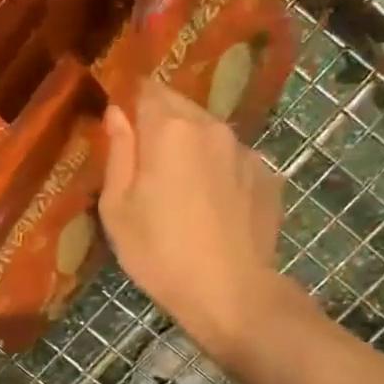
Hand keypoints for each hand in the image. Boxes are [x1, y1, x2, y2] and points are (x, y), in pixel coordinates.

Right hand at [99, 81, 285, 367]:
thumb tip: (117, 114)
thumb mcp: (117, 208)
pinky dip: (216, 171)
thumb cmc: (158, 252)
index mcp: (169, 130)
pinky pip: (231, 160)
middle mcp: (211, 127)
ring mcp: (244, 150)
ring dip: (189, 148)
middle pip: (179, 106)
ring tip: (177, 189)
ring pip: (207, 133)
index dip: (131, 104)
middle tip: (144, 164)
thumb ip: (118, 153)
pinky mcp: (267, 176)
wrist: (231, 293)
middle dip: (159, 124)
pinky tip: (209, 208)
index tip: (120, 129)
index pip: (146, 90)